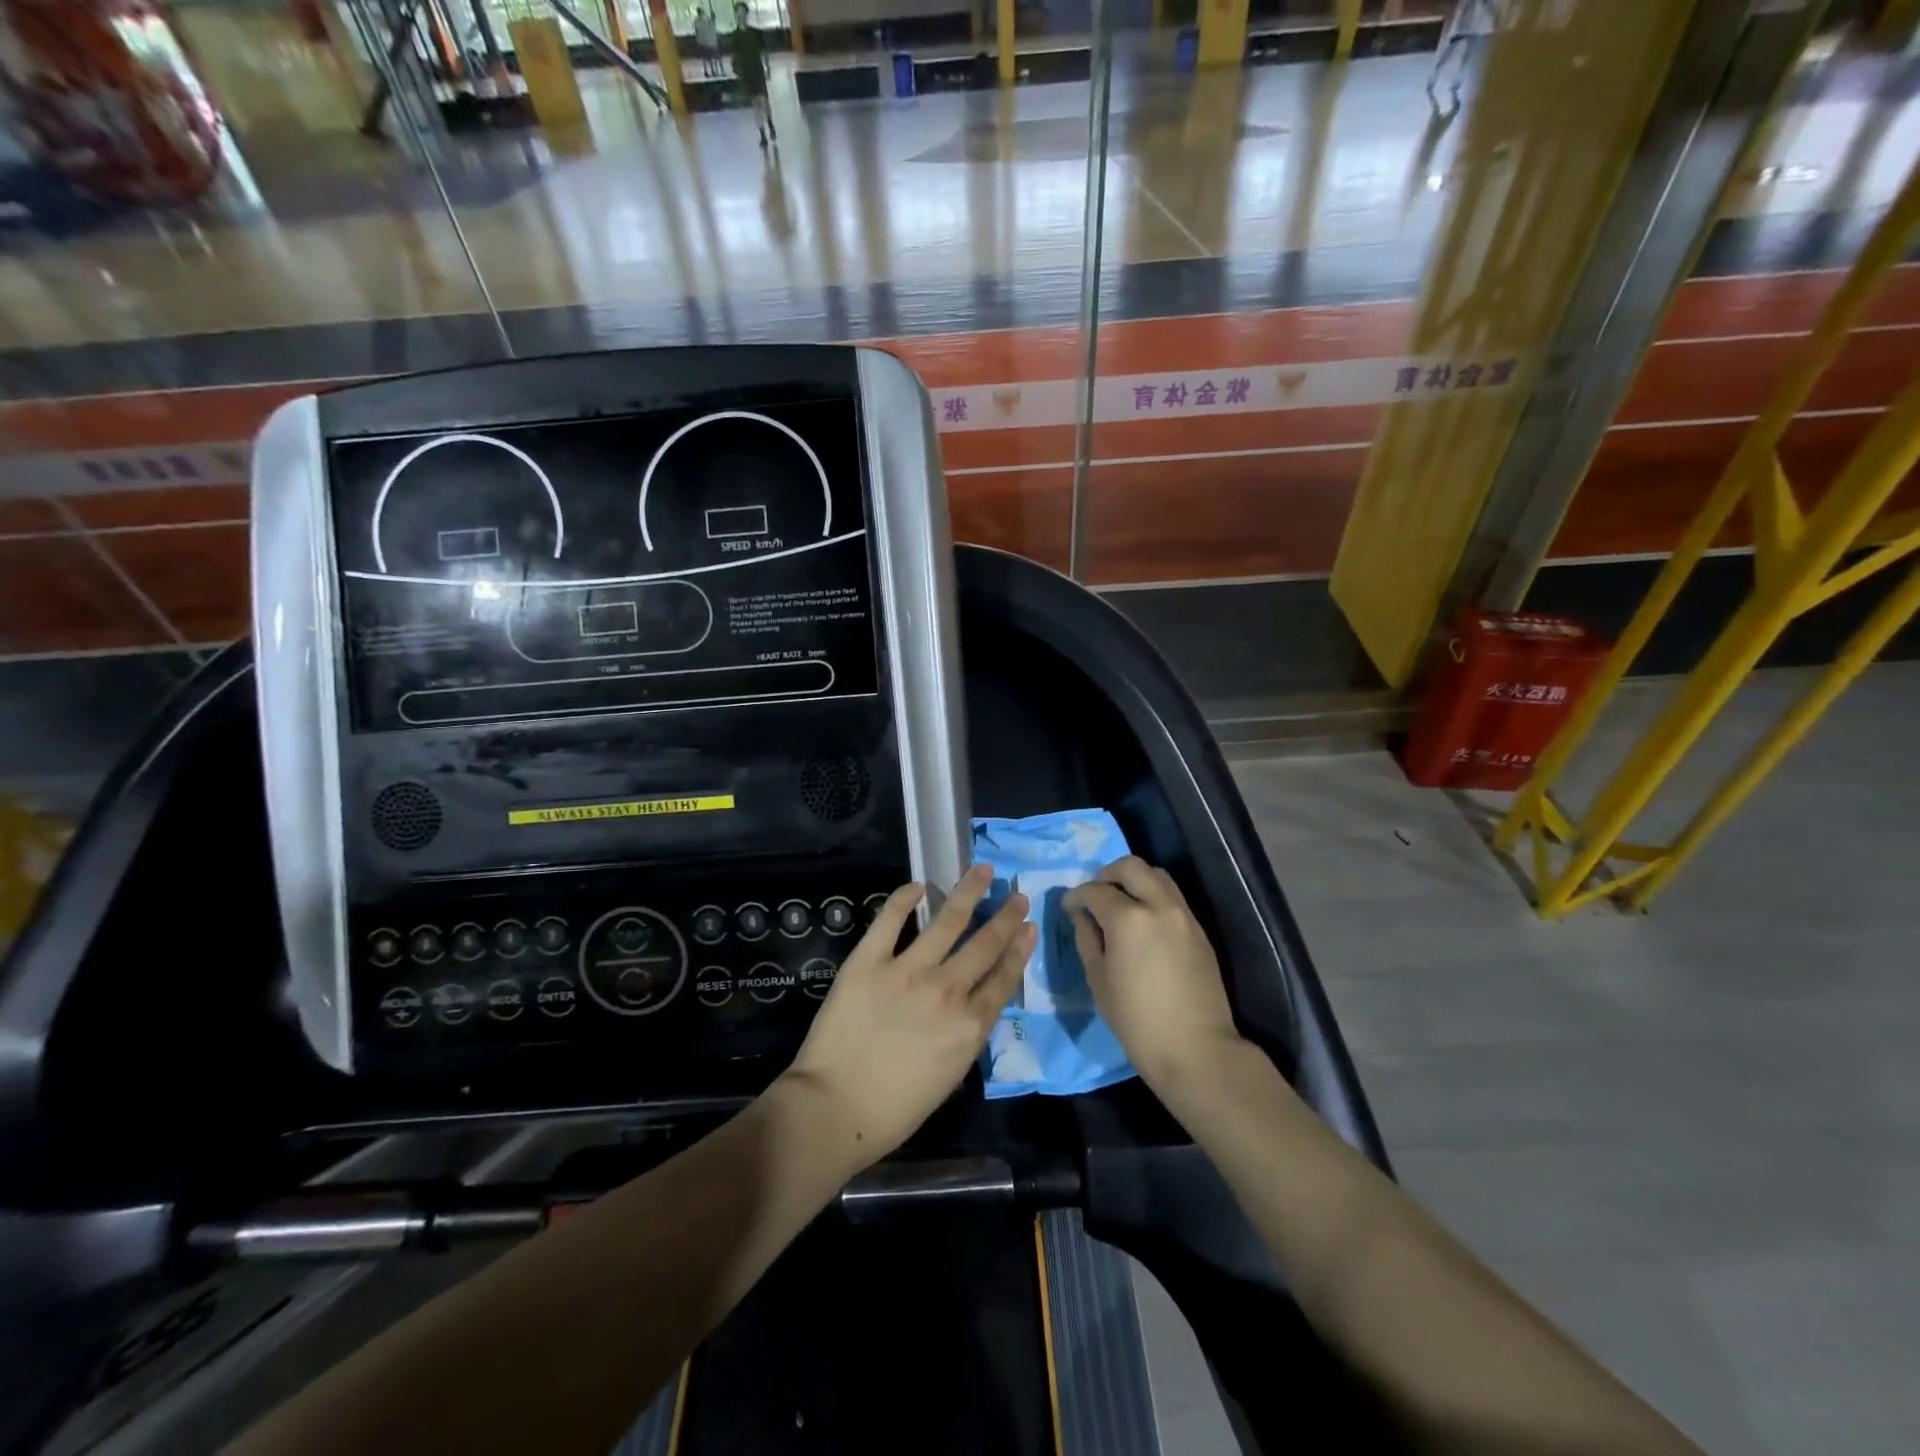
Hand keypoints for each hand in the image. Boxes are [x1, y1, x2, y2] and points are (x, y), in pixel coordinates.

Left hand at [780, 864, 1033, 1170]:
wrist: (836, 1109)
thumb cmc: (895, 1109)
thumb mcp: (950, 1074)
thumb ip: (965, 1033)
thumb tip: (970, 1004)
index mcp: (970, 1024)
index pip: (1004, 977)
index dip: (1019, 949)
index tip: (1029, 926)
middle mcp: (947, 989)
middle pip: (984, 944)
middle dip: (1005, 917)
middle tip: (1018, 895)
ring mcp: (908, 969)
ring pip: (948, 921)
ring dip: (968, 892)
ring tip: (982, 871)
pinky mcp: (869, 960)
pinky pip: (890, 920)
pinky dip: (904, 898)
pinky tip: (918, 884)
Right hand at [1065, 857, 1242, 1090]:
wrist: (1195, 1048)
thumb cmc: (1136, 1020)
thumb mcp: (1098, 979)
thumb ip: (1087, 938)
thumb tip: (1082, 915)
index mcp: (1128, 918)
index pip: (1095, 890)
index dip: (1076, 896)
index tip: (1069, 908)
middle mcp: (1158, 905)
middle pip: (1130, 866)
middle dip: (1106, 874)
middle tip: (1095, 896)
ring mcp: (1183, 915)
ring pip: (1157, 875)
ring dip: (1134, 880)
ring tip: (1120, 904)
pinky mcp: (1199, 929)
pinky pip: (1172, 896)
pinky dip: (1153, 895)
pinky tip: (1143, 921)